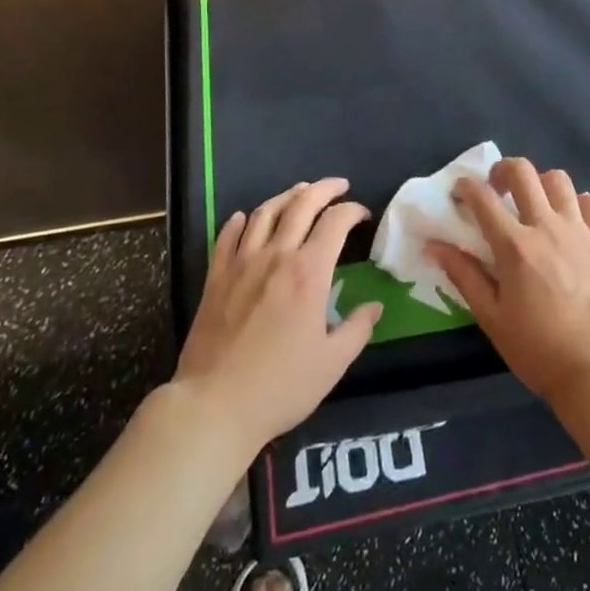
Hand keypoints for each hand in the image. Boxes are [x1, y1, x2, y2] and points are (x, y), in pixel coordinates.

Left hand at [173, 178, 382, 451]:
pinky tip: (246, 218)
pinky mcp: (216, 277)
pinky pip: (227, 236)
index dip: (352, 211)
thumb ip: (357, 329)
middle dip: (324, 189)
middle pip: (301, 204)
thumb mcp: (332, 363)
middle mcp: (277, 256)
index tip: (362, 215)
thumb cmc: (281, 386)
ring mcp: (242, 263)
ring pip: (266, 212)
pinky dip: (240, 221)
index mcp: (309, 272)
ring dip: (286, 196)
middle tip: (338, 186)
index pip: (335, 222)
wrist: (215, 405)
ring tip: (299, 192)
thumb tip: (374, 306)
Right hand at [430, 158, 589, 405]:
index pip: (483, 199)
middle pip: (522, 171)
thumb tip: (434, 246)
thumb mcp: (491, 317)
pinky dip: (578, 202)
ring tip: (534, 203)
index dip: (465, 188)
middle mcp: (546, 227)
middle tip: (496, 189)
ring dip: (540, 183)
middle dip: (502, 170)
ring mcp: (578, 230)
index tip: (459, 193)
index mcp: (514, 246)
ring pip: (558, 179)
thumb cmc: (537, 348)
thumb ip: (464, 276)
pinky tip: (570, 219)